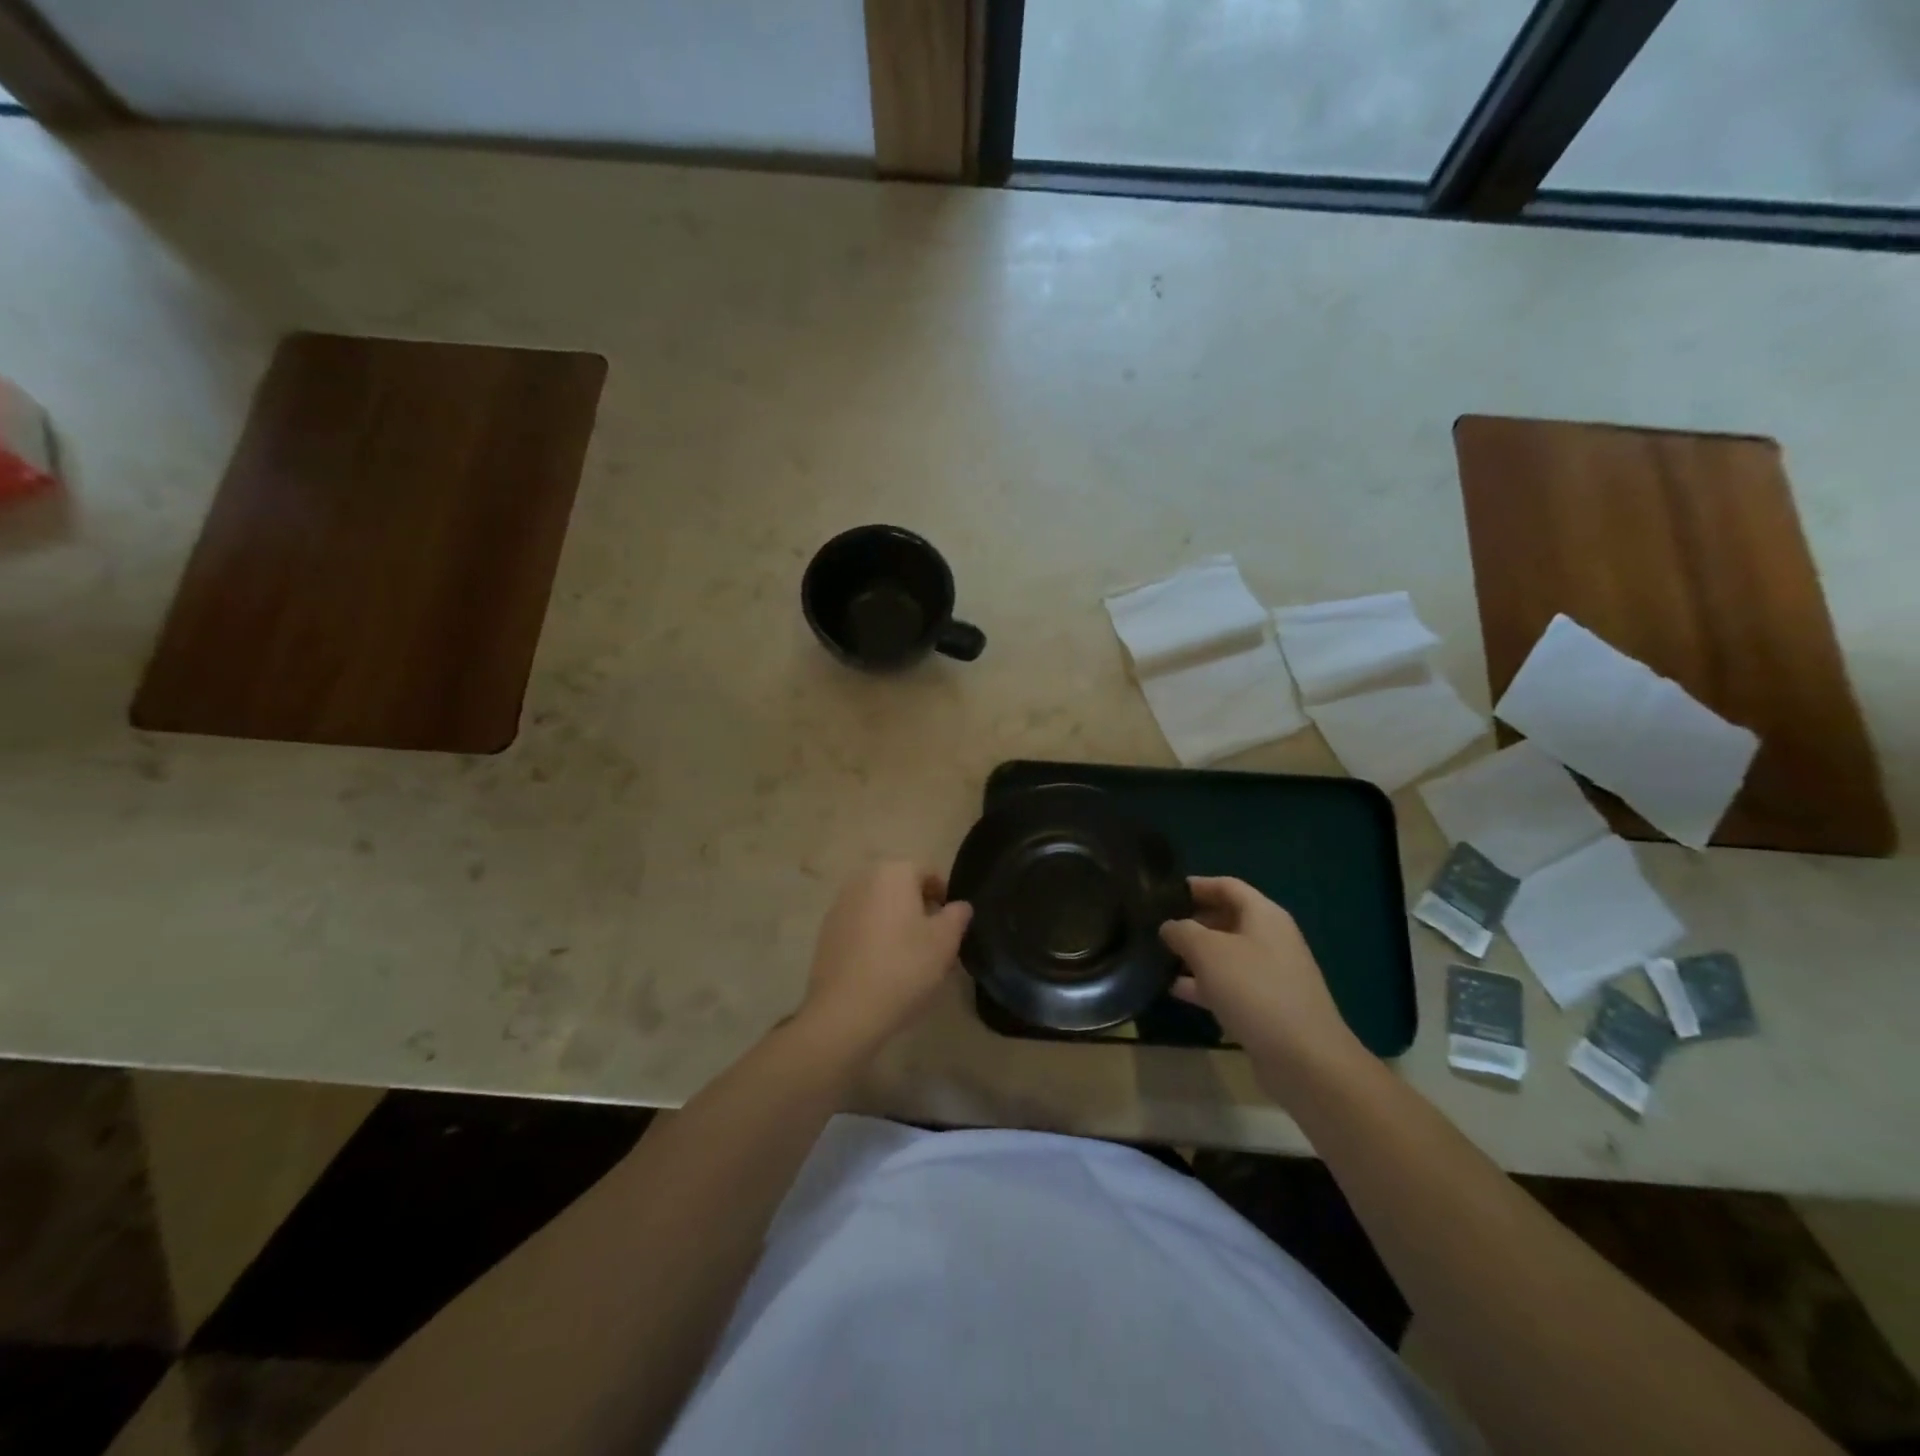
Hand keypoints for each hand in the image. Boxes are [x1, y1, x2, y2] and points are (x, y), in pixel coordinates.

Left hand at [797, 861, 971, 1057]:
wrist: (845, 1011)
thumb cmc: (903, 967)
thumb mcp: (945, 942)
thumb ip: (957, 916)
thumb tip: (959, 905)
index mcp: (893, 872)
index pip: (929, 872)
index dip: (946, 897)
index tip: (953, 925)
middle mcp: (863, 879)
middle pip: (902, 887)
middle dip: (920, 908)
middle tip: (935, 942)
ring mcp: (840, 904)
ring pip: (880, 906)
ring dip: (897, 922)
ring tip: (910, 957)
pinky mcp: (826, 931)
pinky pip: (860, 925)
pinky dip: (875, 936)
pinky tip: (882, 966)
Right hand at [1160, 877, 1364, 1098]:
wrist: (1304, 1059)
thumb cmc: (1254, 990)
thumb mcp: (1208, 952)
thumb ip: (1183, 931)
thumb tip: (1169, 926)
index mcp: (1264, 915)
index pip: (1226, 886)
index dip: (1195, 885)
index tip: (1162, 891)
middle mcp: (1271, 939)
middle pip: (1227, 918)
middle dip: (1192, 921)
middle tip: (1156, 926)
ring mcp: (1271, 974)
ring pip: (1226, 954)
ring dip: (1195, 955)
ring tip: (1158, 956)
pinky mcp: (1267, 1006)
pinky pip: (1230, 985)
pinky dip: (1204, 984)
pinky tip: (1175, 991)